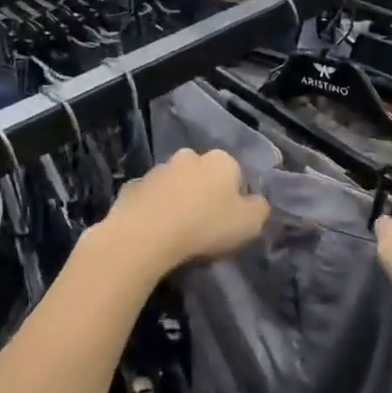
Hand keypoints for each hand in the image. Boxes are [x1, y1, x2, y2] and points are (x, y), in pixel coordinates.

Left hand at [102, 148, 267, 277]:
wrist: (145, 236)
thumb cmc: (205, 226)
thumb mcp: (250, 223)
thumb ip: (260, 208)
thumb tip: (256, 202)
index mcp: (221, 160)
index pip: (236, 174)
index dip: (236, 197)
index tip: (231, 220)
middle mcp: (189, 156)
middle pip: (203, 174)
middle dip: (205, 192)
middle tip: (204, 223)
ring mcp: (157, 170)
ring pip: (175, 184)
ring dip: (178, 199)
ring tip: (177, 230)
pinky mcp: (131, 187)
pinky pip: (150, 198)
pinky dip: (154, 209)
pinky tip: (154, 231)